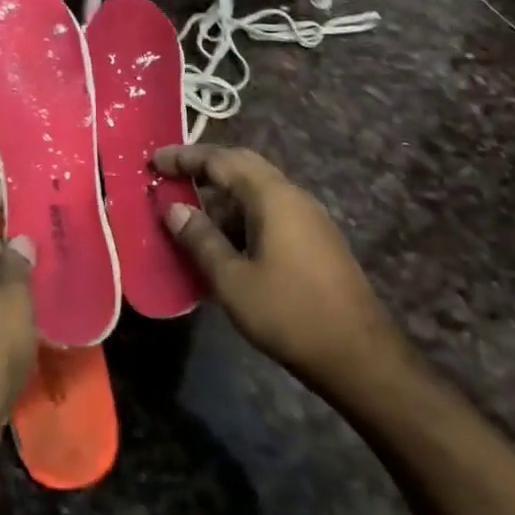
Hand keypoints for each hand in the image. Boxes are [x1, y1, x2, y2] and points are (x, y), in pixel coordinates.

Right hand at [155, 144, 405, 395]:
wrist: (361, 357)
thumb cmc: (290, 314)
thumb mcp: (233, 281)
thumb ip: (200, 239)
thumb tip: (173, 208)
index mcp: (272, 196)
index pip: (221, 160)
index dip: (185, 158)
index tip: (154, 161)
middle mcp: (293, 195)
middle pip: (242, 166)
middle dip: (205, 167)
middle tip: (171, 177)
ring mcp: (309, 217)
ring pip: (258, 190)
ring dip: (223, 195)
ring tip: (192, 216)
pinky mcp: (317, 239)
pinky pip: (271, 210)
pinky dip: (242, 214)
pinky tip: (226, 243)